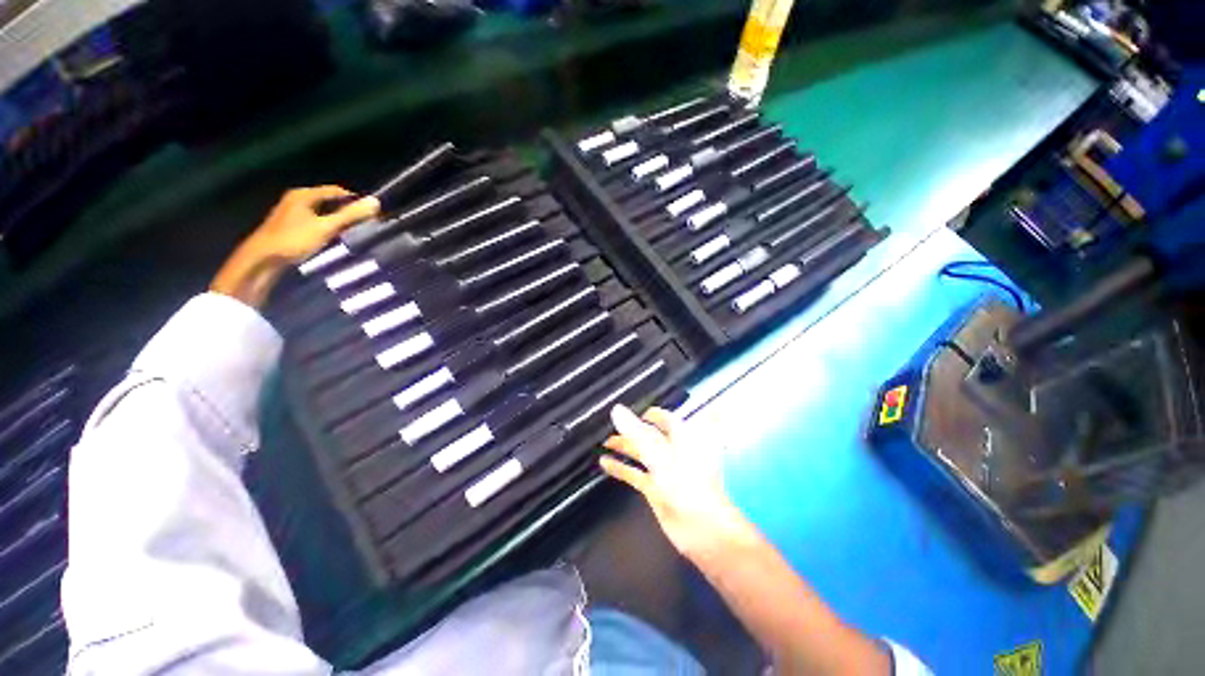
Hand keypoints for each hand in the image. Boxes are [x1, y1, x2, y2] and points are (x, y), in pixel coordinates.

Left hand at [210, 186, 379, 307]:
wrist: (262, 259)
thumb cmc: (294, 239)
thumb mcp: (326, 227)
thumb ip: (351, 215)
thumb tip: (376, 202)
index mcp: (304, 194)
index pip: (336, 191)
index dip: (355, 200)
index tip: (370, 214)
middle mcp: (296, 199)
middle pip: (329, 201)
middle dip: (347, 211)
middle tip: (364, 224)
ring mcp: (291, 212)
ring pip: (322, 212)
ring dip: (337, 220)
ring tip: (352, 232)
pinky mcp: (290, 226)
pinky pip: (315, 221)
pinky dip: (327, 226)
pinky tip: (333, 238)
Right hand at [602, 405, 756, 561]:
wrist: (704, 530)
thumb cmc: (688, 485)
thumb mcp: (660, 454)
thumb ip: (637, 432)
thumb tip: (617, 410)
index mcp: (682, 437)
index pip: (665, 418)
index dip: (648, 413)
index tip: (630, 410)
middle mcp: (673, 451)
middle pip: (650, 435)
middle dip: (631, 430)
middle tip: (610, 426)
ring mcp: (665, 471)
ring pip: (641, 454)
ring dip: (624, 448)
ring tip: (604, 442)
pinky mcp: (656, 490)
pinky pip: (635, 474)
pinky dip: (621, 468)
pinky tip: (606, 464)